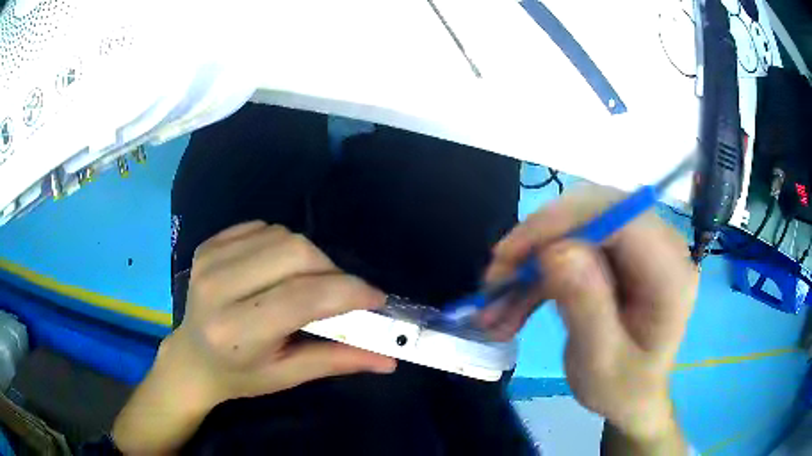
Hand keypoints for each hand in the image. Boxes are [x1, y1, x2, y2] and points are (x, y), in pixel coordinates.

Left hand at [113, 222, 395, 453]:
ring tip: (307, 284)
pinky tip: (278, 269)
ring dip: (308, 258)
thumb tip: (390, 359)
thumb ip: (338, 361)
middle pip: (296, 253)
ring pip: (282, 235)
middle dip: (331, 270)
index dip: (348, 292)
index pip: (303, 297)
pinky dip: (282, 245)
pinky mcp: (209, 245)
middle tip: (340, 293)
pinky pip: (262, 227)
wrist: (191, 358)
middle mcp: (219, 287)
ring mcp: (209, 259)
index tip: (376, 299)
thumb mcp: (287, 376)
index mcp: (237, 330)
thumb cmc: (239, 375)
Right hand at [482, 186, 696, 441]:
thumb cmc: (623, 389)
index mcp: (670, 273)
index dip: (564, 222)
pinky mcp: (618, 255)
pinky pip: (570, 246)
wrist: (632, 397)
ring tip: (496, 306)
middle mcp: (660, 247)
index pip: (620, 217)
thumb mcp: (601, 364)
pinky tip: (513, 304)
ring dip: (531, 262)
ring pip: (575, 226)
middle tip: (497, 278)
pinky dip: (537, 273)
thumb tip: (555, 250)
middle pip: (594, 211)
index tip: (511, 254)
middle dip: (539, 240)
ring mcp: (639, 247)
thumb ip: (586, 309)